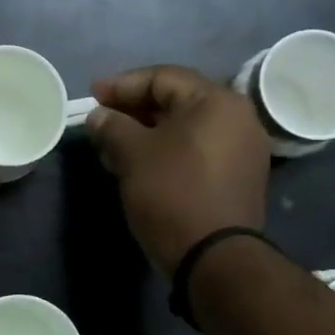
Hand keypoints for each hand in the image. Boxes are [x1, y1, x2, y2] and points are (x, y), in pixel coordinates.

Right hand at [86, 65, 270, 275]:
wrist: (214, 257)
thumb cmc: (172, 193)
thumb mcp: (133, 155)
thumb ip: (112, 126)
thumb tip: (98, 116)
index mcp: (216, 101)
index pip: (162, 77)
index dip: (122, 84)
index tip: (92, 95)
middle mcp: (238, 117)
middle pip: (177, 101)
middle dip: (133, 110)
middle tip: (100, 121)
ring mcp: (242, 149)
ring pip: (185, 128)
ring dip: (147, 133)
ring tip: (112, 148)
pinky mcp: (238, 177)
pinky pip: (197, 151)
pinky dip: (167, 151)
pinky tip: (139, 166)